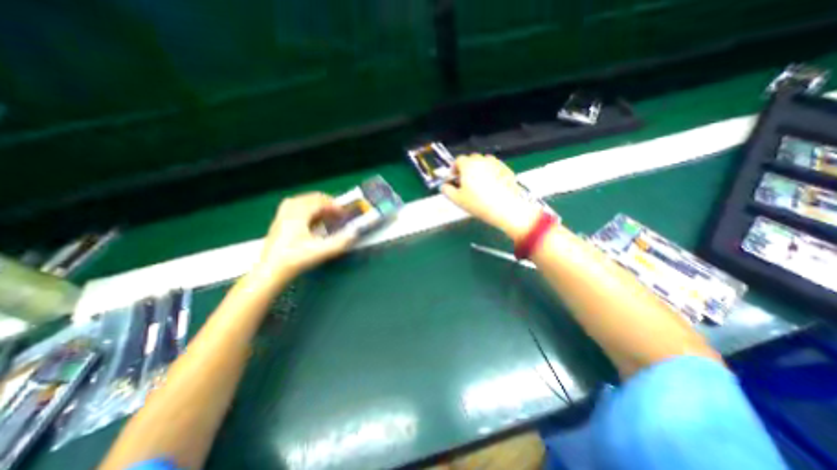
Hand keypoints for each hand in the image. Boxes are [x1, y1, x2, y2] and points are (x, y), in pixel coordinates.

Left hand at [247, 193, 352, 287]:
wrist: (270, 272)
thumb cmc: (296, 259)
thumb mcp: (321, 251)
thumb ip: (341, 241)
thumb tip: (355, 232)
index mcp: (298, 214)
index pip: (319, 200)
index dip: (334, 205)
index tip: (344, 213)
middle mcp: (288, 211)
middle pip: (310, 198)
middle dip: (326, 204)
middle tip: (337, 214)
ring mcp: (281, 216)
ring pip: (301, 202)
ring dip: (316, 206)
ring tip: (326, 215)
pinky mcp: (278, 224)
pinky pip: (294, 208)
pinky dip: (307, 211)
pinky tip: (312, 221)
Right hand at [444, 154, 542, 239]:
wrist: (504, 208)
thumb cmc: (478, 203)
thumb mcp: (456, 199)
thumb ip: (446, 190)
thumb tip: (444, 186)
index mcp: (468, 165)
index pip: (458, 160)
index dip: (454, 169)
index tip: (454, 178)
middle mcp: (482, 160)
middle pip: (471, 159)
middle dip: (466, 168)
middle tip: (466, 182)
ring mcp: (496, 164)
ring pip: (484, 162)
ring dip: (479, 169)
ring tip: (479, 184)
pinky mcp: (506, 170)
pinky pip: (495, 168)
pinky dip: (491, 173)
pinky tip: (491, 186)